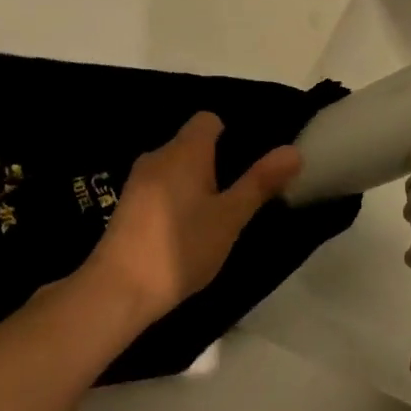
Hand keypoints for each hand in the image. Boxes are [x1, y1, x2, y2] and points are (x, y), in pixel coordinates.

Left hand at [83, 113, 301, 329]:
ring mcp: (137, 181)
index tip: (247, 164)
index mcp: (185, 150)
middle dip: (216, 163)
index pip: (209, 119)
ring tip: (215, 215)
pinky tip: (186, 231)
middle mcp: (157, 156)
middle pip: (192, 144)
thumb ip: (260, 182)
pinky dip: (176, 199)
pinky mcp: (125, 206)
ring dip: (195, 183)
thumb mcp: (230, 217)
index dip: (231, 134)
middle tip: (240, 195)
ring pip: (175, 168)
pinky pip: (160, 187)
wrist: (117, 290)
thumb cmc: (182, 247)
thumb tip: (293, 150)